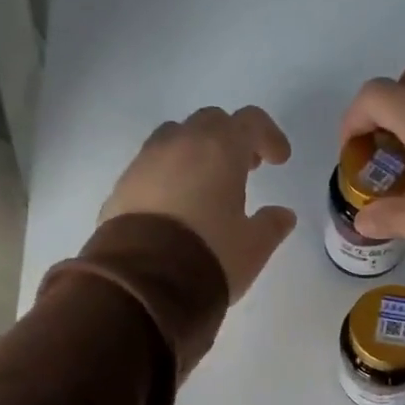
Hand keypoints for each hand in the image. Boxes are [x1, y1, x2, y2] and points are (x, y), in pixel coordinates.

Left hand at [100, 105, 296, 301]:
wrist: (143, 283)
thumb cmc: (209, 256)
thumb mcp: (253, 247)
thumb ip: (271, 225)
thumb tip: (283, 215)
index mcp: (219, 149)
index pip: (250, 121)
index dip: (269, 136)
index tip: (279, 160)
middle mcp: (180, 144)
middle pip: (210, 122)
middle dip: (231, 139)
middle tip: (244, 168)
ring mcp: (145, 161)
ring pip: (175, 137)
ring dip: (196, 152)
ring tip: (207, 185)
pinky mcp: (122, 185)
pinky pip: (151, 166)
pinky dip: (169, 174)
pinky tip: (176, 206)